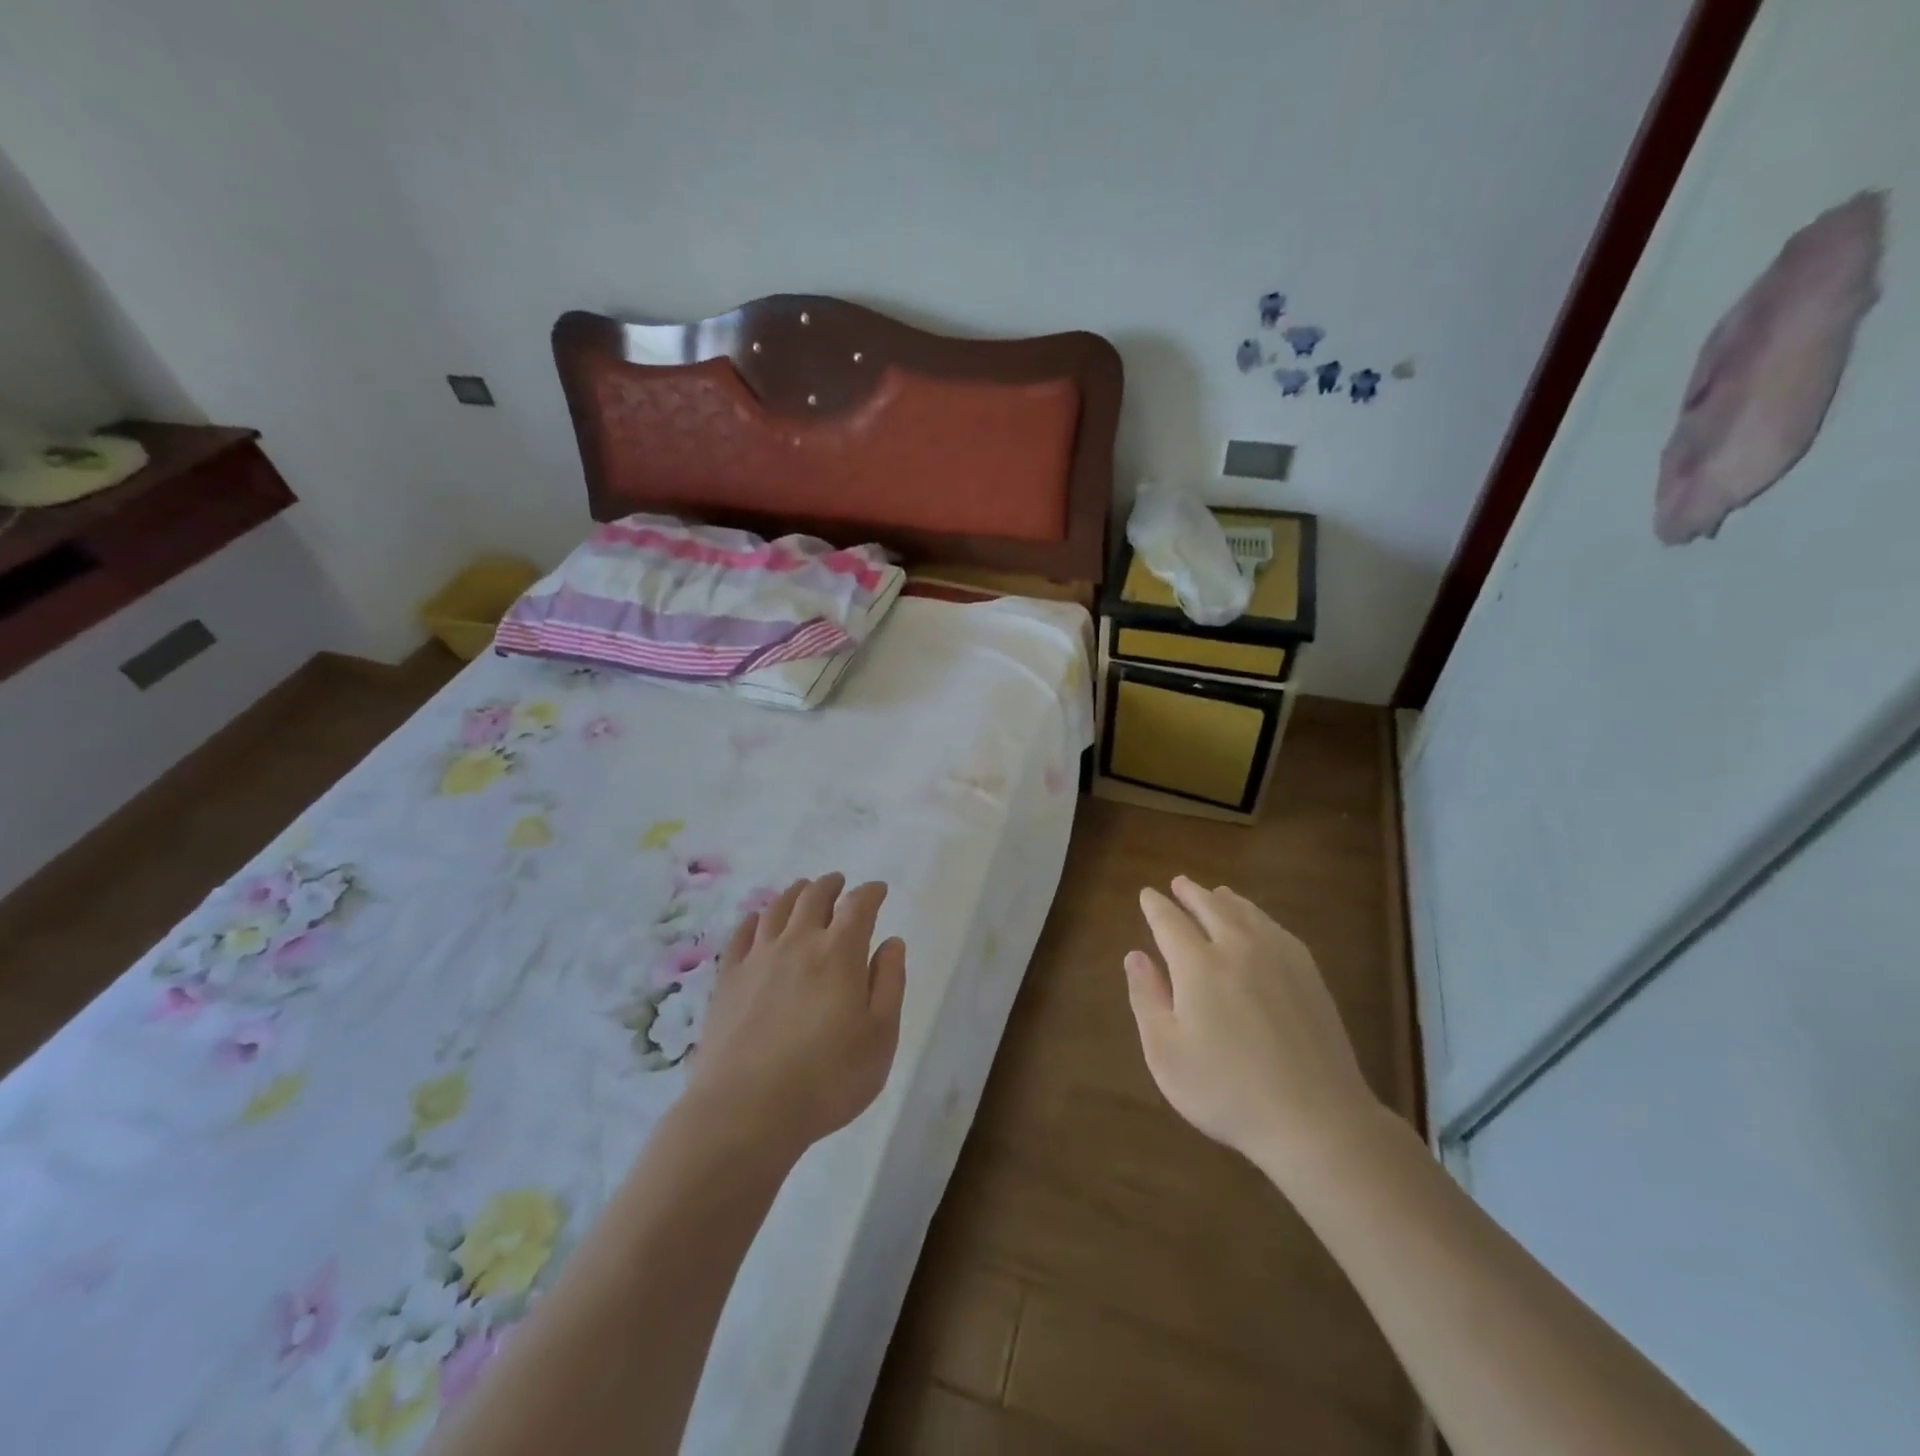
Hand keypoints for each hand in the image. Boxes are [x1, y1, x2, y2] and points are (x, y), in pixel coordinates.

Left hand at [684, 874, 906, 1158]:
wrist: (745, 1111)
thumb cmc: (827, 1079)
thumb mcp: (880, 1037)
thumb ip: (889, 984)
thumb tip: (891, 942)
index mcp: (840, 953)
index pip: (858, 906)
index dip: (871, 892)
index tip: (878, 889)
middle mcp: (798, 943)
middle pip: (814, 897)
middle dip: (830, 884)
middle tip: (839, 882)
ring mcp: (758, 958)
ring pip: (776, 909)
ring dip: (794, 893)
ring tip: (802, 889)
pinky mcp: (727, 979)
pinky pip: (740, 934)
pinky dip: (753, 919)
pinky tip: (756, 920)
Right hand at [1124, 876, 1380, 1177]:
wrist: (1315, 1118)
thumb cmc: (1227, 1091)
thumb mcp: (1166, 1052)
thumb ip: (1146, 998)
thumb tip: (1135, 955)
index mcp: (1198, 965)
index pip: (1169, 922)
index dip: (1155, 906)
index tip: (1147, 894)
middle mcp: (1238, 948)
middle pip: (1211, 907)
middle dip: (1191, 893)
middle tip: (1179, 883)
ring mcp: (1279, 958)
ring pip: (1247, 913)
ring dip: (1225, 900)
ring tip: (1216, 893)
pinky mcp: (1309, 975)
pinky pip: (1277, 929)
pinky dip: (1259, 917)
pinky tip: (1259, 924)